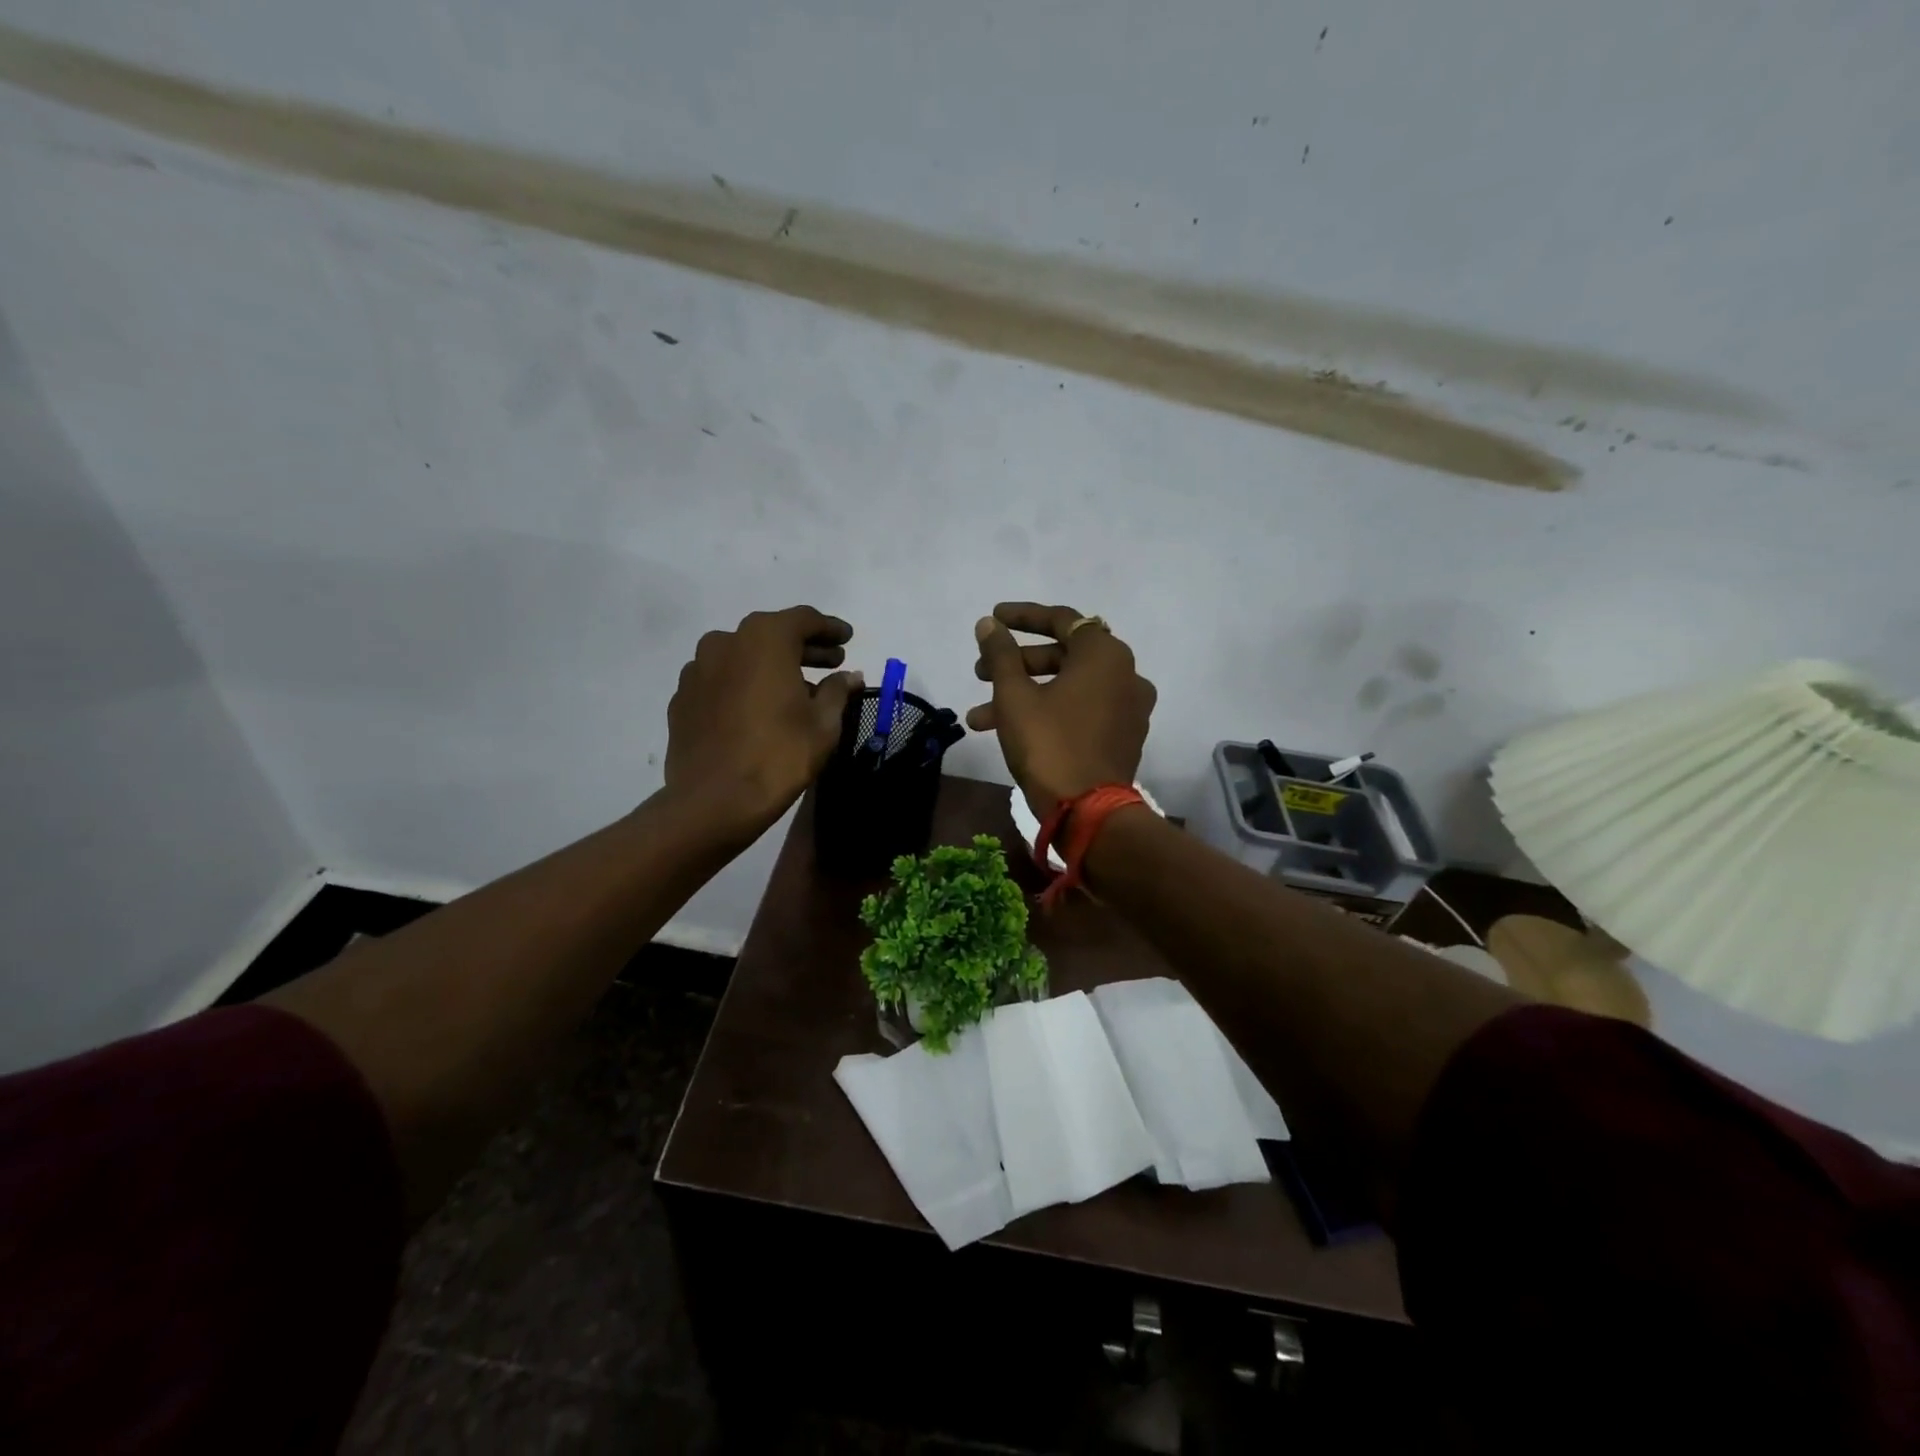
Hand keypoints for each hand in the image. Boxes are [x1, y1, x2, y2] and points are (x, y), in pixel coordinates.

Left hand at [665, 607, 860, 833]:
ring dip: (772, 665)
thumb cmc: (779, 755)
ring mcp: (697, 669)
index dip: (830, 628)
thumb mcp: (823, 724)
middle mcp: (726, 642)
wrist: (713, 801)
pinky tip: (759, 707)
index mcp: (764, 639)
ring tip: (797, 688)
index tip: (847, 638)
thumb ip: (838, 691)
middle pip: (772, 634)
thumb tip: (849, 676)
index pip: (804, 620)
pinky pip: (722, 679)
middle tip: (831, 662)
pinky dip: (744, 684)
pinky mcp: (682, 697)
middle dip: (804, 647)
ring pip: (743, 656)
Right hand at [970, 602, 1155, 816]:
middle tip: (979, 673)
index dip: (1022, 617)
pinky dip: (1049, 712)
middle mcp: (1126, 674)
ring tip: (978, 718)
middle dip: (1016, 664)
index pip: (1061, 620)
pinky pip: (1082, 711)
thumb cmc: (1049, 744)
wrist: (1088, 813)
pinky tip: (1011, 732)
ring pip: (1068, 688)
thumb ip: (1000, 654)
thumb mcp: (1014, 696)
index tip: (993, 619)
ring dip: (1024, 695)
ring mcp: (1129, 707)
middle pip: (1063, 655)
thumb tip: (988, 624)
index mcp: (1105, 654)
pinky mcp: (1124, 736)